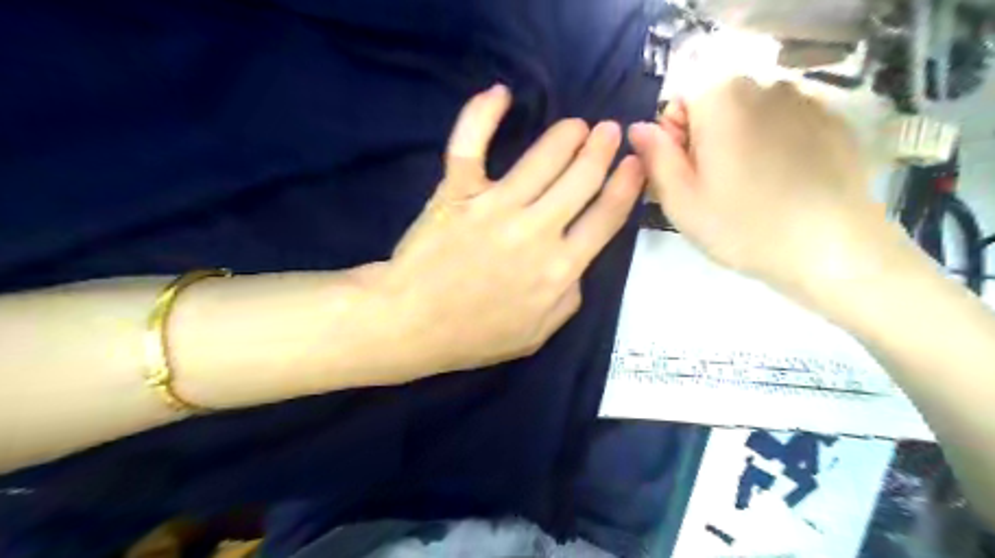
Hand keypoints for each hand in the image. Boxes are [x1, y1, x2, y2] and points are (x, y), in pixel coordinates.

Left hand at [382, 85, 644, 375]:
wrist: (411, 323)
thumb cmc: (474, 335)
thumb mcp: (537, 333)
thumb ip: (569, 298)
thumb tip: (578, 264)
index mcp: (560, 269)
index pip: (606, 217)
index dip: (626, 186)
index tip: (635, 164)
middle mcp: (536, 231)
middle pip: (582, 178)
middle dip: (602, 150)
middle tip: (609, 132)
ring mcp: (495, 207)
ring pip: (543, 157)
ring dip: (567, 135)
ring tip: (577, 125)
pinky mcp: (458, 192)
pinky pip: (471, 144)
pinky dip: (482, 114)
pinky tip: (500, 94)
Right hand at [629, 79, 886, 296]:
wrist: (832, 250)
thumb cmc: (743, 226)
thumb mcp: (681, 200)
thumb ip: (654, 156)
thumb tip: (638, 128)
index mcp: (722, 99)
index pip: (679, 100)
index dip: (674, 138)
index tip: (686, 175)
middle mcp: (766, 85)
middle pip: (716, 105)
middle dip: (706, 138)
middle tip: (713, 188)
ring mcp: (806, 101)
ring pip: (751, 115)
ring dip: (740, 142)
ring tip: (750, 189)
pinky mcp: (834, 122)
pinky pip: (786, 125)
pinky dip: (775, 147)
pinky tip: (783, 185)